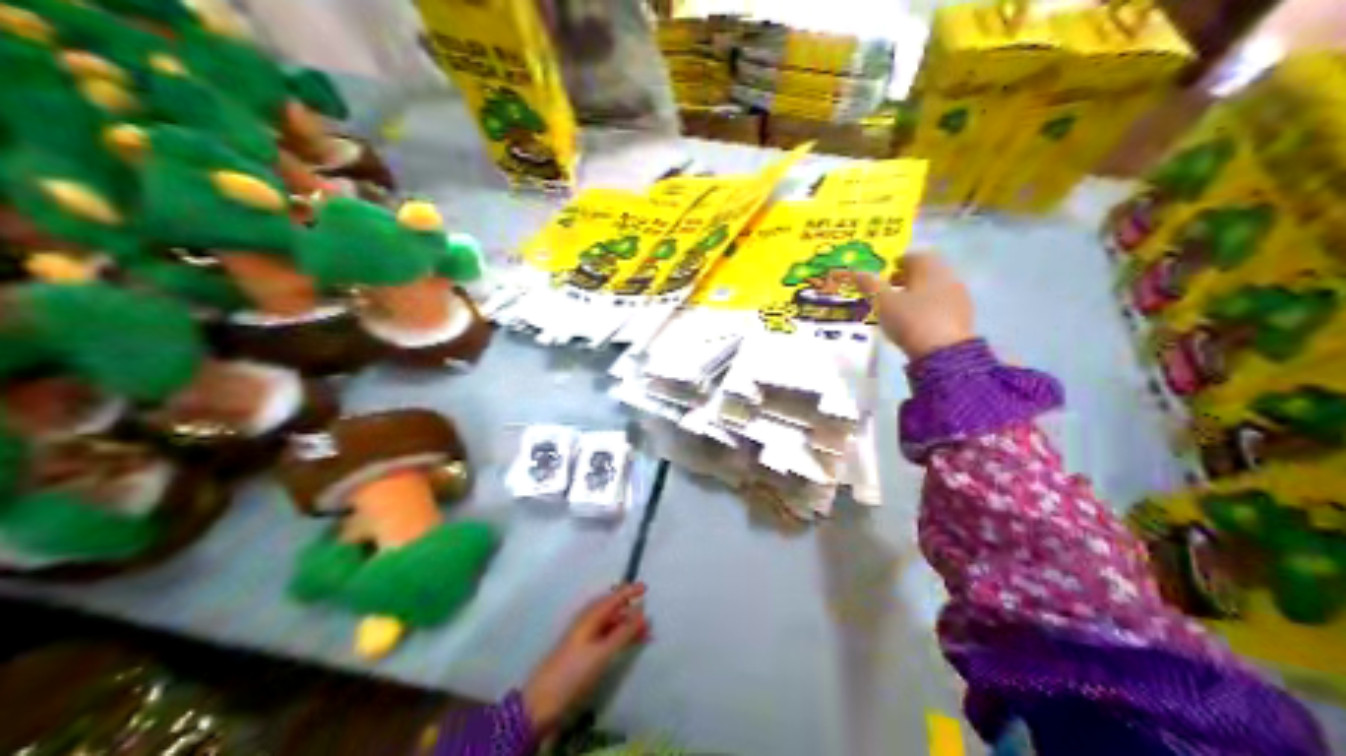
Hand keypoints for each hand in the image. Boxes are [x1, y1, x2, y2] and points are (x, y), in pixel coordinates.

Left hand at [521, 582, 650, 735]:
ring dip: (626, 626)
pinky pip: (606, 638)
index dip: (628, 592)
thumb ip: (623, 633)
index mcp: (588, 619)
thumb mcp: (602, 653)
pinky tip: (628, 645)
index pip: (611, 599)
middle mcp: (585, 625)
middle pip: (610, 610)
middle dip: (629, 610)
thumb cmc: (573, 673)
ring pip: (609, 625)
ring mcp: (583, 640)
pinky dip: (620, 638)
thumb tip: (642, 613)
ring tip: (646, 633)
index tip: (645, 588)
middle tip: (649, 615)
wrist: (542, 702)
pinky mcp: (583, 655)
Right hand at [855, 253, 974, 360]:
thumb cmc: (910, 320)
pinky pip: (942, 304)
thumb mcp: (883, 302)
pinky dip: (929, 308)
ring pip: (934, 287)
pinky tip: (918, 324)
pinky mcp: (964, 314)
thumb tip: (855, 271)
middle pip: (923, 271)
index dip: (892, 266)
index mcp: (928, 265)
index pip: (909, 256)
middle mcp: (947, 274)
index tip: (880, 280)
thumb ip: (869, 284)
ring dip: (917, 294)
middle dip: (905, 280)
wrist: (944, 352)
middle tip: (887, 295)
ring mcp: (958, 294)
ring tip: (900, 312)